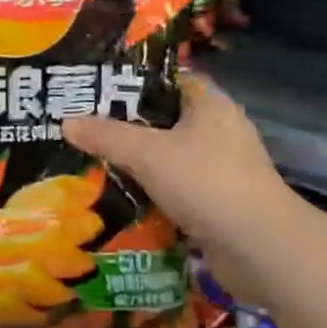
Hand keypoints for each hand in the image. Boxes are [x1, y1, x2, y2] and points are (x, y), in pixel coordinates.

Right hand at [63, 73, 302, 303]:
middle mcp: (219, 130)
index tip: (95, 87)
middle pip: (165, 120)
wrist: (260, 248)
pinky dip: (153, 194)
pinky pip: (177, 190)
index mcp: (210, 104)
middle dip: (127, 126)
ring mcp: (222, 169)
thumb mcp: (147, 153)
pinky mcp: (220, 204)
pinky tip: (120, 198)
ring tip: (92, 162)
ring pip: (170, 158)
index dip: (132, 81)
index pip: (167, 79)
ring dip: (138, 164)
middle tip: (83, 127)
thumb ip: (106, 136)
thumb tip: (65, 122)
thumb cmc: (206, 182)